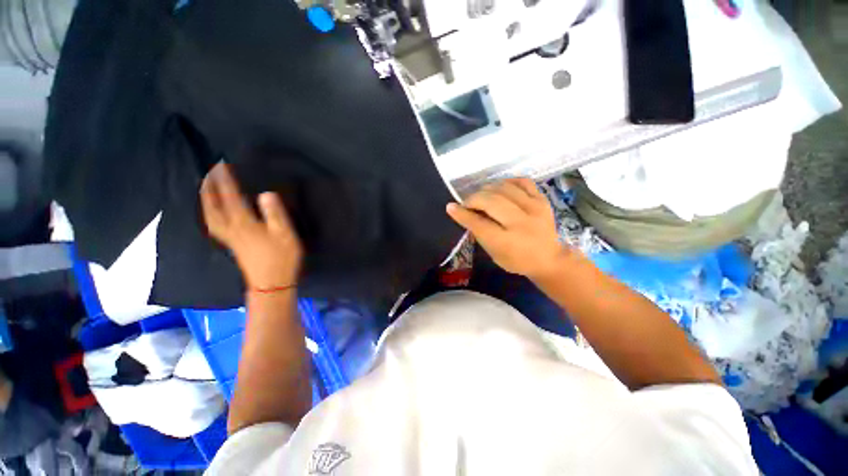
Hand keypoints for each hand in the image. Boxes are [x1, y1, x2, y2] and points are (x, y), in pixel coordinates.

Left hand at [200, 162, 302, 289]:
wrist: (271, 283)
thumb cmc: (281, 257)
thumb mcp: (284, 234)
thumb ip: (275, 213)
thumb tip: (266, 193)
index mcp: (244, 223)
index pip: (231, 198)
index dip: (225, 181)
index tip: (221, 165)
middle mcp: (231, 228)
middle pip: (213, 206)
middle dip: (209, 188)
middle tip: (209, 173)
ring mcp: (229, 238)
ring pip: (210, 216)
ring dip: (206, 200)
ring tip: (207, 189)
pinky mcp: (232, 245)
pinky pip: (214, 224)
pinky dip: (210, 213)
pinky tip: (213, 212)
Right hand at [446, 178, 568, 279]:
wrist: (549, 258)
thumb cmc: (517, 260)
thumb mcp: (494, 254)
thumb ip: (480, 233)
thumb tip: (464, 213)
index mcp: (507, 242)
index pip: (479, 223)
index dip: (462, 214)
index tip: (451, 206)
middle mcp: (521, 223)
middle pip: (491, 201)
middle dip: (473, 199)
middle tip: (467, 203)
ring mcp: (535, 208)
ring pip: (504, 188)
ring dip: (487, 189)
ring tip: (481, 196)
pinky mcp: (543, 199)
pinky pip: (522, 181)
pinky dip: (507, 181)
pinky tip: (500, 188)